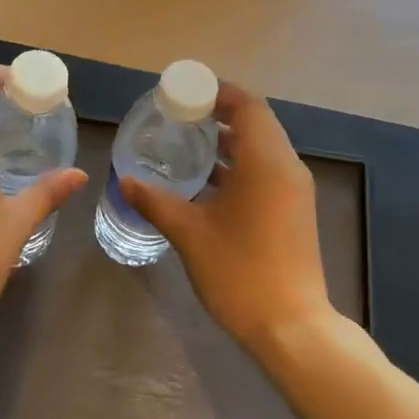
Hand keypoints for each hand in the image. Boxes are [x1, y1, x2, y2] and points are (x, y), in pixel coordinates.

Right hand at [119, 82, 332, 354]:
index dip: (218, 92)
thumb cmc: (240, 272)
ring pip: (263, 147)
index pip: (248, 106)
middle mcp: (286, 166)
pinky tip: (208, 180)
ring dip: (230, 140)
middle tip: (180, 115)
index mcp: (266, 161)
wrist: (291, 326)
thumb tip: (124, 180)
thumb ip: (156, 202)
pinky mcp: (294, 210)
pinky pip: (267, 169)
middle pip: (257, 122)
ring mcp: (294, 189)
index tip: (184, 93)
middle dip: (220, 113)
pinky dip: (240, 164)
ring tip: (188, 142)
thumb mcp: (190, 234)